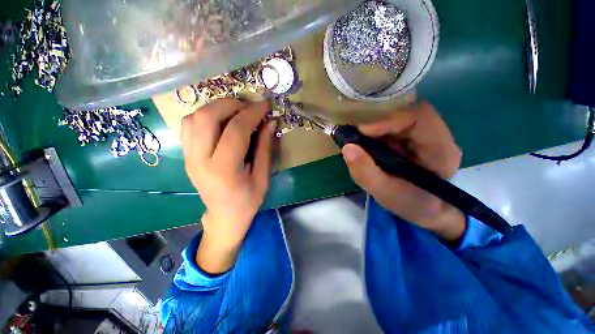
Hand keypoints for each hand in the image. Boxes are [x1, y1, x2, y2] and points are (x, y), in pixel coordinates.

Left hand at [181, 99, 275, 272]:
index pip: (236, 130)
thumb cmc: (248, 200)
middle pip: (207, 117)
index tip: (266, 105)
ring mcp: (189, 157)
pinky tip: (221, 121)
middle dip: (231, 104)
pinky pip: (188, 125)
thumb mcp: (263, 177)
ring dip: (217, 107)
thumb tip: (271, 122)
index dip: (253, 113)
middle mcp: (200, 160)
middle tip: (250, 106)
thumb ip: (265, 148)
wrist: (225, 216)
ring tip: (237, 111)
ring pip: (194, 117)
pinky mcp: (186, 155)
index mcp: (224, 170)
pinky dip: (205, 115)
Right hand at [341, 101, 465, 240]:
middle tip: (355, 135)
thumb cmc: (412, 205)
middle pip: (406, 112)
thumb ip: (366, 173)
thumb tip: (347, 147)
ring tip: (358, 140)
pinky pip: (393, 126)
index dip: (388, 119)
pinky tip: (367, 144)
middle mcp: (437, 136)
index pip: (419, 117)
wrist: (427, 211)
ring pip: (398, 117)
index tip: (361, 131)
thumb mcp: (385, 194)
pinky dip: (376, 132)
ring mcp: (426, 135)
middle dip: (377, 121)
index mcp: (440, 150)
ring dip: (375, 127)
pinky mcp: (414, 138)